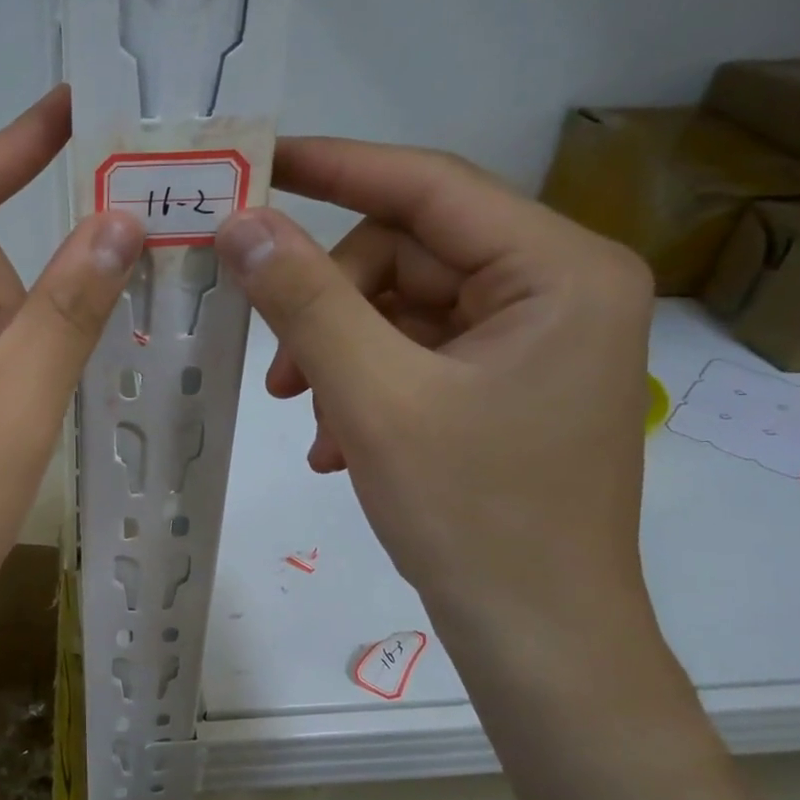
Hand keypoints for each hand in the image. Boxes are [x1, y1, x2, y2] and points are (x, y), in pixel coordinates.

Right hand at [214, 139, 654, 638]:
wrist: (537, 638)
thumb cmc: (472, 516)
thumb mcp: (373, 398)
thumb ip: (305, 301)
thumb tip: (239, 224)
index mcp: (559, 271)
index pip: (430, 185)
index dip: (336, 167)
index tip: (257, 162)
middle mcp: (557, 289)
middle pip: (408, 256)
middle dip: (332, 309)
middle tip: (282, 378)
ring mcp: (532, 340)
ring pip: (400, 310)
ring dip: (340, 358)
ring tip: (316, 425)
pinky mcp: (505, 383)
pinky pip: (413, 354)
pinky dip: (364, 386)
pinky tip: (341, 445)